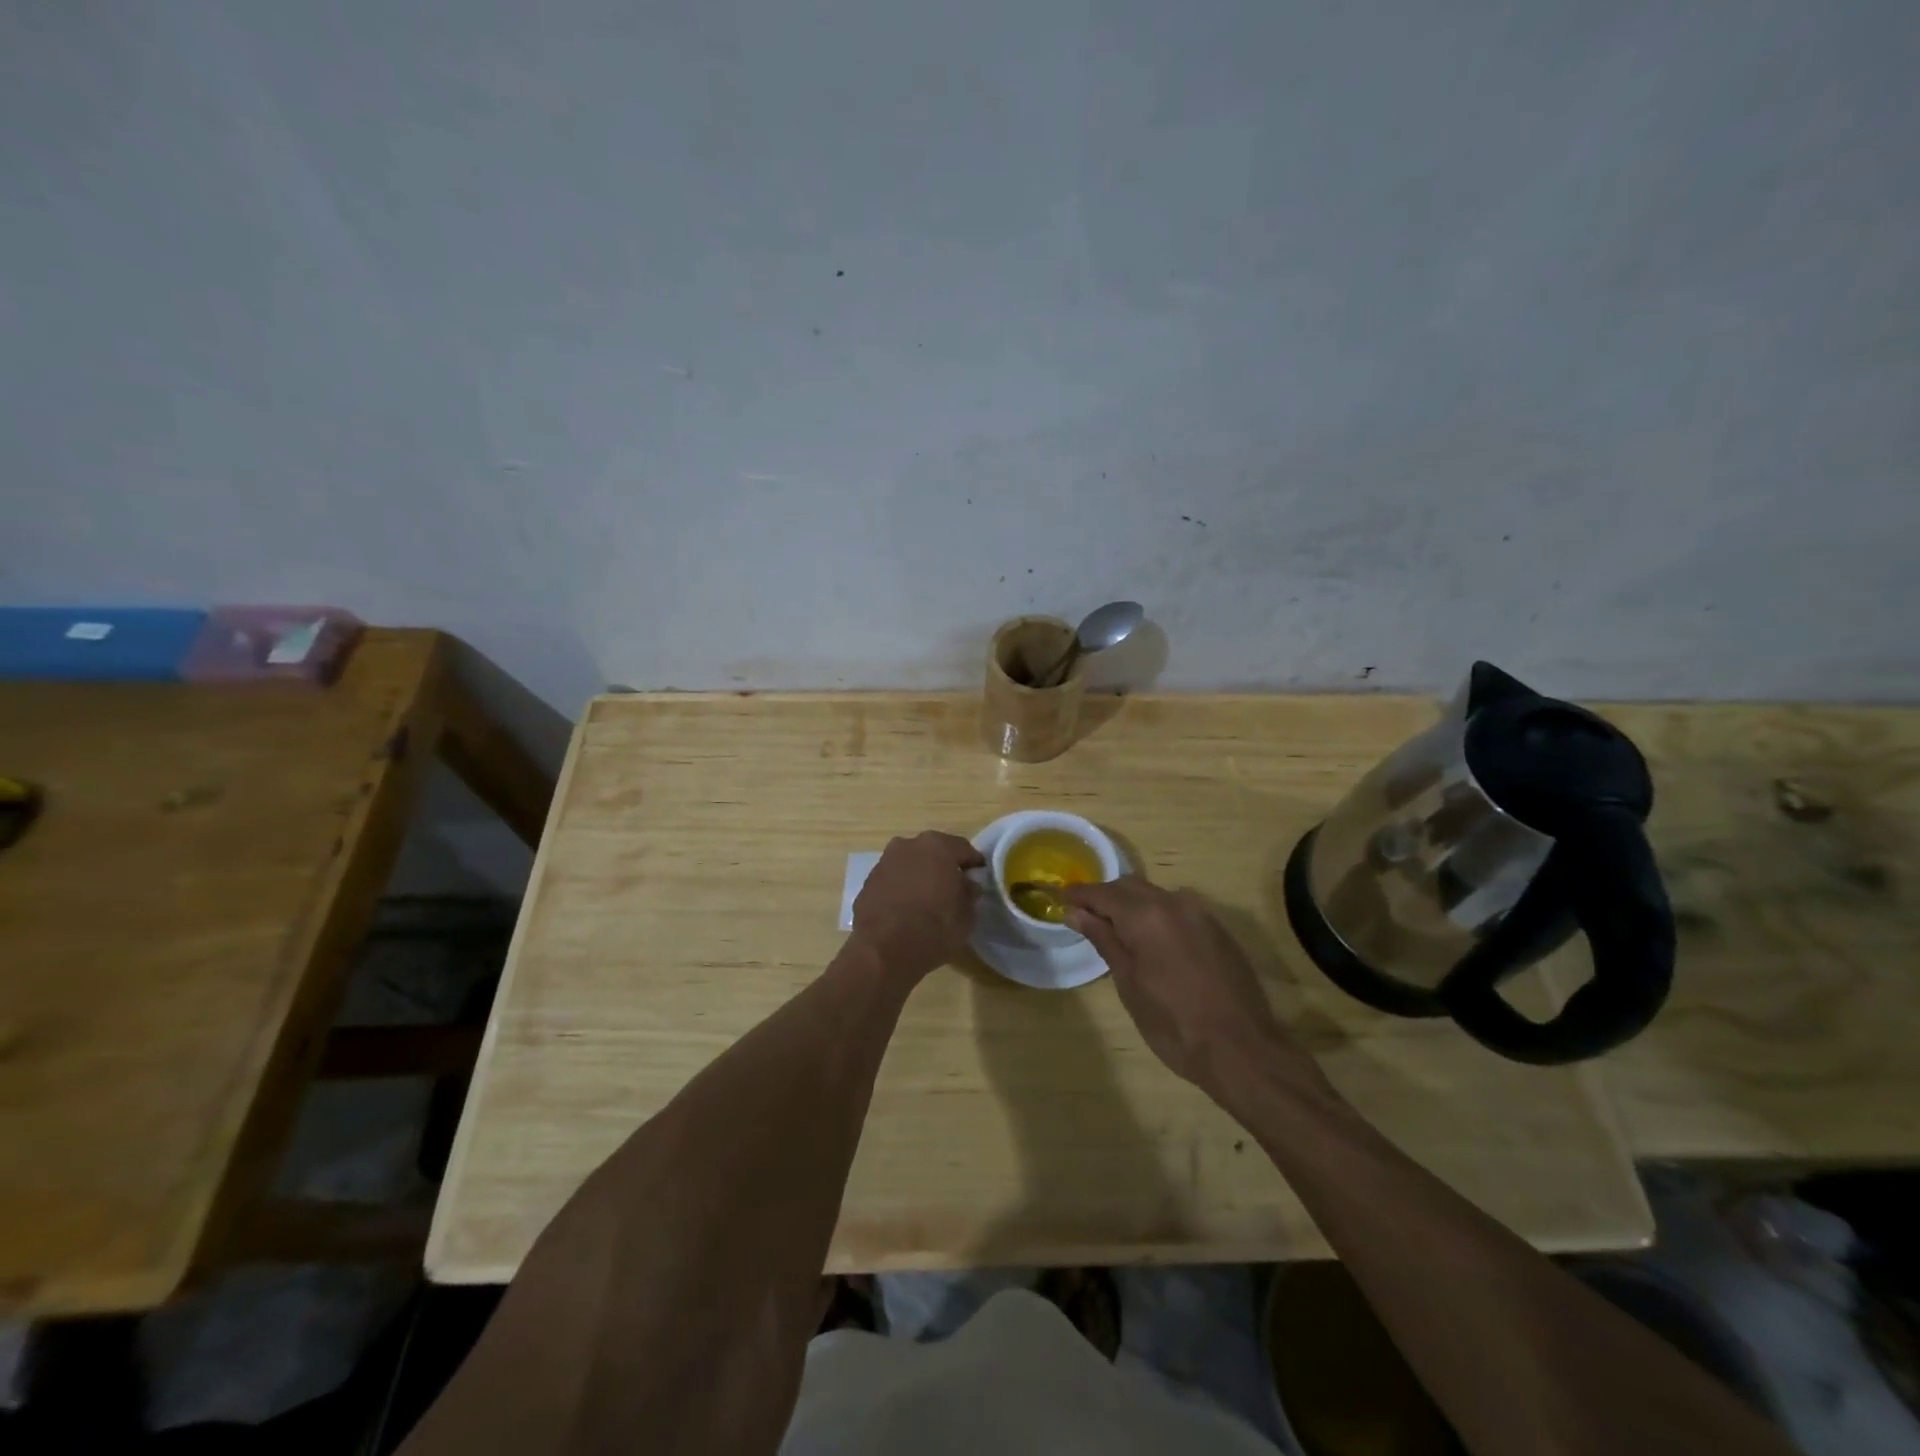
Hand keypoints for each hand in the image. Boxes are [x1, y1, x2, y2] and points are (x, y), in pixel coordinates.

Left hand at [850, 831, 985, 983]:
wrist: (884, 950)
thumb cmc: (935, 926)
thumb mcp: (967, 914)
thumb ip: (969, 893)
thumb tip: (967, 885)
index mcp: (937, 845)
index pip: (964, 849)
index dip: (974, 865)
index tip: (979, 879)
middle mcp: (908, 845)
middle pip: (933, 852)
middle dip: (944, 867)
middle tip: (954, 889)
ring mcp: (884, 862)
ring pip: (910, 865)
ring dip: (920, 877)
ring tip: (928, 902)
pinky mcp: (867, 883)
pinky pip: (892, 882)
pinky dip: (901, 891)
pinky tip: (906, 911)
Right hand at [1063, 877, 1315, 1096]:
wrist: (1241, 1050)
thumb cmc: (1173, 1023)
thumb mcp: (1128, 984)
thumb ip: (1104, 940)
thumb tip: (1076, 913)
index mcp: (1146, 915)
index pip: (1102, 893)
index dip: (1078, 895)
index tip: (1059, 900)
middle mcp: (1174, 902)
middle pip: (1130, 887)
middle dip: (1105, 897)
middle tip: (1085, 918)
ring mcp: (1200, 913)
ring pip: (1156, 895)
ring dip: (1133, 905)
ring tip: (1117, 931)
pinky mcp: (1218, 929)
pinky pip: (1178, 909)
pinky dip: (1157, 916)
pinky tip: (1152, 942)